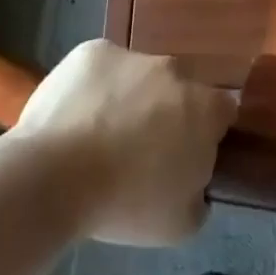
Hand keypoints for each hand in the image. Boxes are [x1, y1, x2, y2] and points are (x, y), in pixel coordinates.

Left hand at [14, 41, 234, 246]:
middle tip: (141, 149)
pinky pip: (102, 68)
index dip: (207, 133)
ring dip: (130, 97)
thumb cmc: (124, 203)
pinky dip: (95, 86)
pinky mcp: (91, 51)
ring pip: (139, 76)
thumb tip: (194, 180)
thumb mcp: (181, 223)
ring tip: (99, 135)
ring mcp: (131, 56)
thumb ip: (200, 193)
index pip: (223, 112)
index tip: (186, 156)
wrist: (53, 178)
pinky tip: (76, 116)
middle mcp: (175, 71)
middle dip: (167, 112)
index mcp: (205, 108)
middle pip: (179, 90)